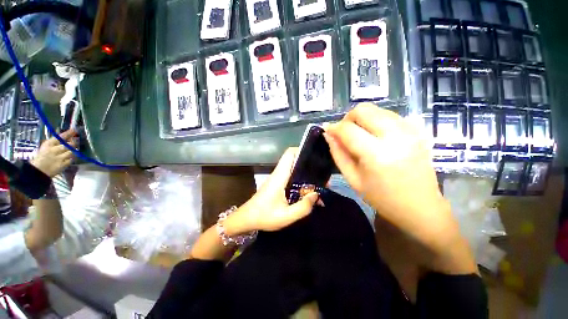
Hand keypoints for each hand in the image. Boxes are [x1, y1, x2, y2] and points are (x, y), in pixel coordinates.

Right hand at [31, 130, 77, 177]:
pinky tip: (68, 158)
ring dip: (72, 151)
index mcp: (49, 144)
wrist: (37, 171)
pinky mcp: (62, 165)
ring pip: (71, 152)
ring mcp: (59, 158)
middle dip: (73, 143)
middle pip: (69, 145)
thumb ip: (54, 141)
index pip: (60, 137)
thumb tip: (61, 132)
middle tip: (74, 143)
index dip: (68, 133)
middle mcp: (54, 150)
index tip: (74, 130)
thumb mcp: (46, 146)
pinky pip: (71, 159)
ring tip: (70, 151)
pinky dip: (71, 158)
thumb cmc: (41, 157)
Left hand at [223, 148, 318, 235]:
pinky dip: (300, 180)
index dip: (302, 150)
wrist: (246, 219)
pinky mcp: (277, 183)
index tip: (315, 157)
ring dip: (305, 173)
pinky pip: (290, 176)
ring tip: (318, 183)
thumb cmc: (264, 216)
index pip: (290, 153)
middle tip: (321, 175)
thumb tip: (315, 194)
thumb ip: (303, 207)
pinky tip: (307, 191)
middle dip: (308, 164)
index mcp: (280, 176)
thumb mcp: (286, 216)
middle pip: (294, 160)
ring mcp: (277, 178)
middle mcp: (278, 173)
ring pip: (293, 168)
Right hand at [324, 103, 475, 273]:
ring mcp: (409, 131)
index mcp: (376, 154)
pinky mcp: (416, 130)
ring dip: (362, 119)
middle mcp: (394, 136)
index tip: (327, 131)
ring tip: (359, 135)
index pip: (348, 129)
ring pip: (376, 109)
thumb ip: (338, 154)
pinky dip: (376, 121)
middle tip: (344, 133)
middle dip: (348, 118)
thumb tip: (328, 135)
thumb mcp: (352, 179)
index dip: (334, 128)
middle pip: (363, 110)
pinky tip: (374, 136)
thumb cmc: (382, 198)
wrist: (420, 206)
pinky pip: (389, 115)